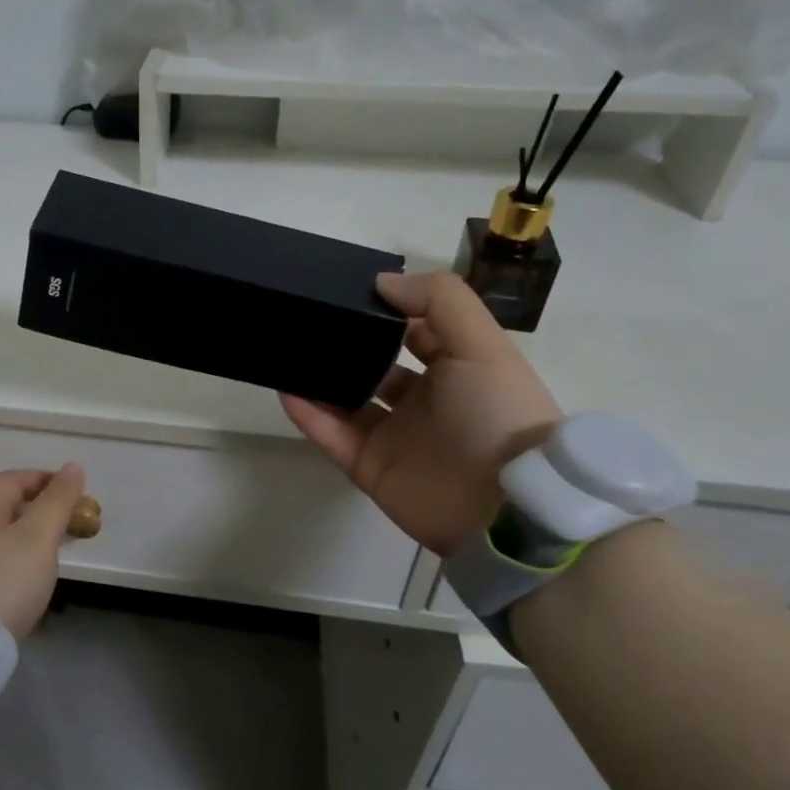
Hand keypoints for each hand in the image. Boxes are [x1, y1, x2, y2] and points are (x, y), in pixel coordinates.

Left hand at [0, 465, 85, 640]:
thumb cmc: (4, 579)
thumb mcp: (38, 536)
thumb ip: (57, 501)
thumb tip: (72, 467)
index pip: (13, 479)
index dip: (44, 479)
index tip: (75, 490)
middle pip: (7, 509)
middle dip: (41, 511)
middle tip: (72, 524)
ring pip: (3, 538)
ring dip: (32, 539)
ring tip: (58, 554)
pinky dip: (21, 564)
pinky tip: (34, 583)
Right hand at [281, 272, 563, 558]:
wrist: (504, 507)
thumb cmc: (497, 414)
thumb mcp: (482, 344)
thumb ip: (438, 301)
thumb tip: (381, 283)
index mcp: (455, 369)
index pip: (413, 332)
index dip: (385, 312)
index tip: (346, 292)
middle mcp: (423, 401)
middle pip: (373, 366)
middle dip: (345, 346)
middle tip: (306, 321)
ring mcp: (393, 436)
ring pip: (346, 401)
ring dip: (319, 380)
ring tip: (285, 351)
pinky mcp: (369, 467)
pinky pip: (331, 436)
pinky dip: (308, 415)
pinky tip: (285, 389)